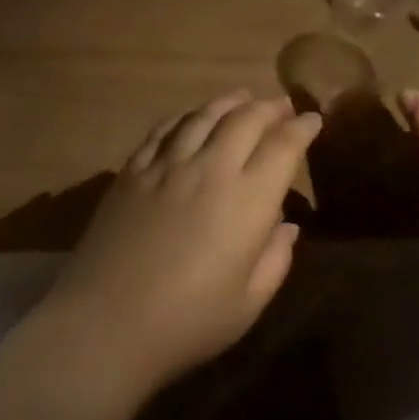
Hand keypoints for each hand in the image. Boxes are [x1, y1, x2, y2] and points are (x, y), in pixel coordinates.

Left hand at [36, 91, 322, 399]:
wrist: (105, 322)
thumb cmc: (187, 322)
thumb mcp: (248, 303)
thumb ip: (275, 259)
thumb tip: (287, 226)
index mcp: (248, 201)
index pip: (283, 146)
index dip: (302, 128)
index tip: (312, 121)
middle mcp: (209, 169)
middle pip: (245, 119)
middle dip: (269, 107)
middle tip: (281, 106)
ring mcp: (165, 166)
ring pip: (202, 116)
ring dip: (228, 102)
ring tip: (241, 97)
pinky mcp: (131, 172)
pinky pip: (163, 130)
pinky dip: (184, 116)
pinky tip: (190, 117)